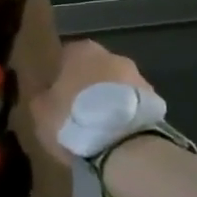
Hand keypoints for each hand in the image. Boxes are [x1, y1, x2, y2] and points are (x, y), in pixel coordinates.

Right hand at [30, 40, 154, 166]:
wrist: (125, 145)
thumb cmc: (74, 119)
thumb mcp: (40, 111)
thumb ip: (41, 97)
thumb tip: (45, 95)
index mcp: (82, 51)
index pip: (65, 56)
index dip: (59, 77)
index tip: (55, 96)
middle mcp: (112, 56)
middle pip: (94, 69)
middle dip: (87, 87)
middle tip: (76, 113)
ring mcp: (138, 77)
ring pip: (116, 87)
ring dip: (108, 102)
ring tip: (99, 129)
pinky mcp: (156, 102)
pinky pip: (132, 106)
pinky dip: (125, 116)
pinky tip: (116, 137)